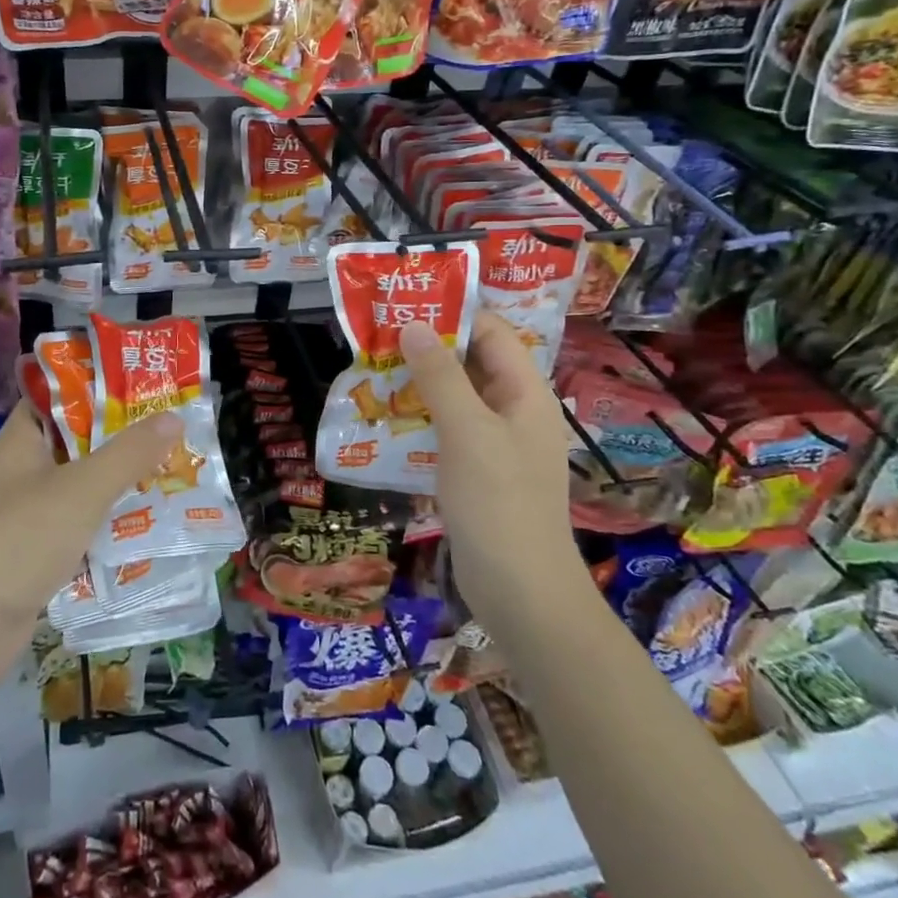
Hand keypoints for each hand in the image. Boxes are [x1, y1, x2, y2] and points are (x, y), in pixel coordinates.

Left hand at [0, 403, 183, 678]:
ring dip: (122, 483)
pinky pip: (83, 527)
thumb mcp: (81, 488)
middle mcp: (23, 472)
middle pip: (79, 443)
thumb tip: (174, 416)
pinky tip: (151, 525)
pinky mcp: (38, 555)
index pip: (59, 395)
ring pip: (84, 487)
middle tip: (175, 428)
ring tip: (176, 470)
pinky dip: (111, 525)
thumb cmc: (20, 539)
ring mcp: (29, 515)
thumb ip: (129, 453)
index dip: (99, 384)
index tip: (145, 381)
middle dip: (124, 438)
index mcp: (22, 440)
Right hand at [399, 313, 581, 622]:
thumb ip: (440, 377)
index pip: (491, 333)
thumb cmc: (499, 504)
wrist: (521, 593)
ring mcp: (496, 444)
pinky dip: (420, 420)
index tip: (404, 304)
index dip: (452, 313)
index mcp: (525, 393)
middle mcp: (513, 411)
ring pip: (455, 398)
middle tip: (376, 337)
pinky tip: (385, 421)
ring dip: (418, 385)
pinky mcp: (477, 473)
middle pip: (471, 363)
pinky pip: (447, 431)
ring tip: (371, 372)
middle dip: (427, 348)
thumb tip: (413, 326)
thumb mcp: (467, 432)